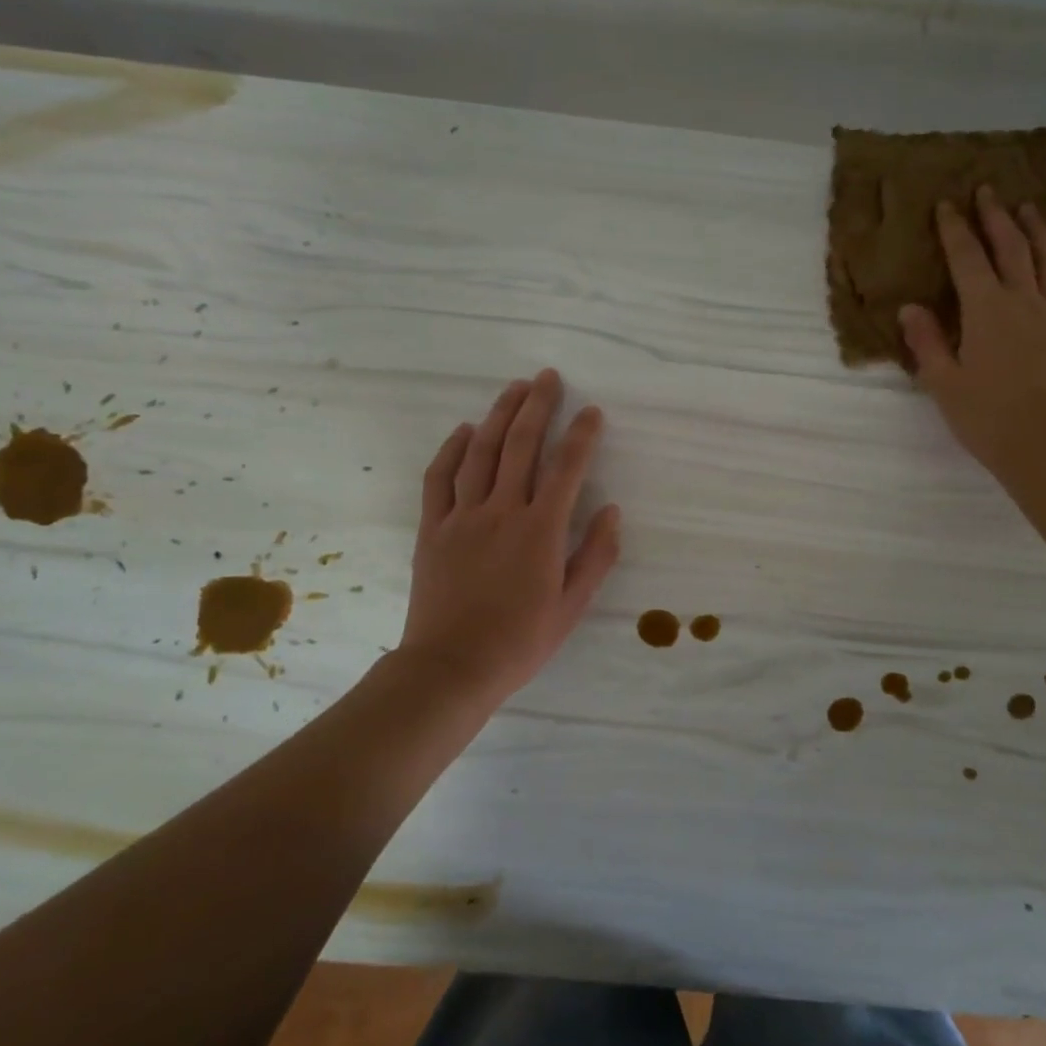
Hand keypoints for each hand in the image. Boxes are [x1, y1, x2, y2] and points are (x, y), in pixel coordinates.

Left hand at [396, 369, 620, 705]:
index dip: (581, 434)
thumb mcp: (572, 606)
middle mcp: (502, 511)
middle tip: (548, 377)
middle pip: (521, 445)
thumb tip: (612, 511)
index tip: (591, 411)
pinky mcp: (433, 528)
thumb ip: (596, 556)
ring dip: (499, 415)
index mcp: (540, 530)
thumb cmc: (519, 641)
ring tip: (514, 388)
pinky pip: (440, 478)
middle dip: (537, 406)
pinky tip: (465, 430)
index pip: (567, 468)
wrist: (451, 668)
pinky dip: (452, 449)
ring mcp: (463, 516)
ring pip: (481, 452)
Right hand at [899, 187, 1045, 481]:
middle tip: (987, 191)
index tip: (947, 205)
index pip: (968, 258)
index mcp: (987, 310)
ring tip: (1028, 209)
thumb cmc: (988, 417)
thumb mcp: (943, 382)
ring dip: (1037, 229)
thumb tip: (910, 308)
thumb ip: (926, 341)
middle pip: (1011, 247)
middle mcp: (1024, 301)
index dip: (955, 230)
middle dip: (996, 217)